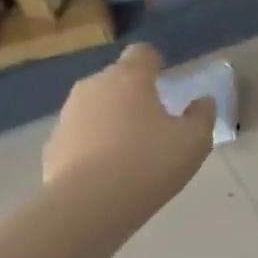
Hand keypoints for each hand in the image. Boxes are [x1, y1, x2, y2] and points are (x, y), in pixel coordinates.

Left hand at [41, 45, 215, 237]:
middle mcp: (94, 86)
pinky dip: (92, 147)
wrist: (90, 203)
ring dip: (111, 121)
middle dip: (133, 95)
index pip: (142, 53)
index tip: (165, 79)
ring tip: (129, 153)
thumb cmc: (149, 163)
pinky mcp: (53, 145)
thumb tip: (203, 102)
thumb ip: (202, 116)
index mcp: (130, 78)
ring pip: (95, 109)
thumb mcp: (193, 142)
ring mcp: (68, 114)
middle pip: (116, 81)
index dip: (155, 63)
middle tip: (153, 124)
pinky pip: (79, 137)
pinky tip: (106, 173)